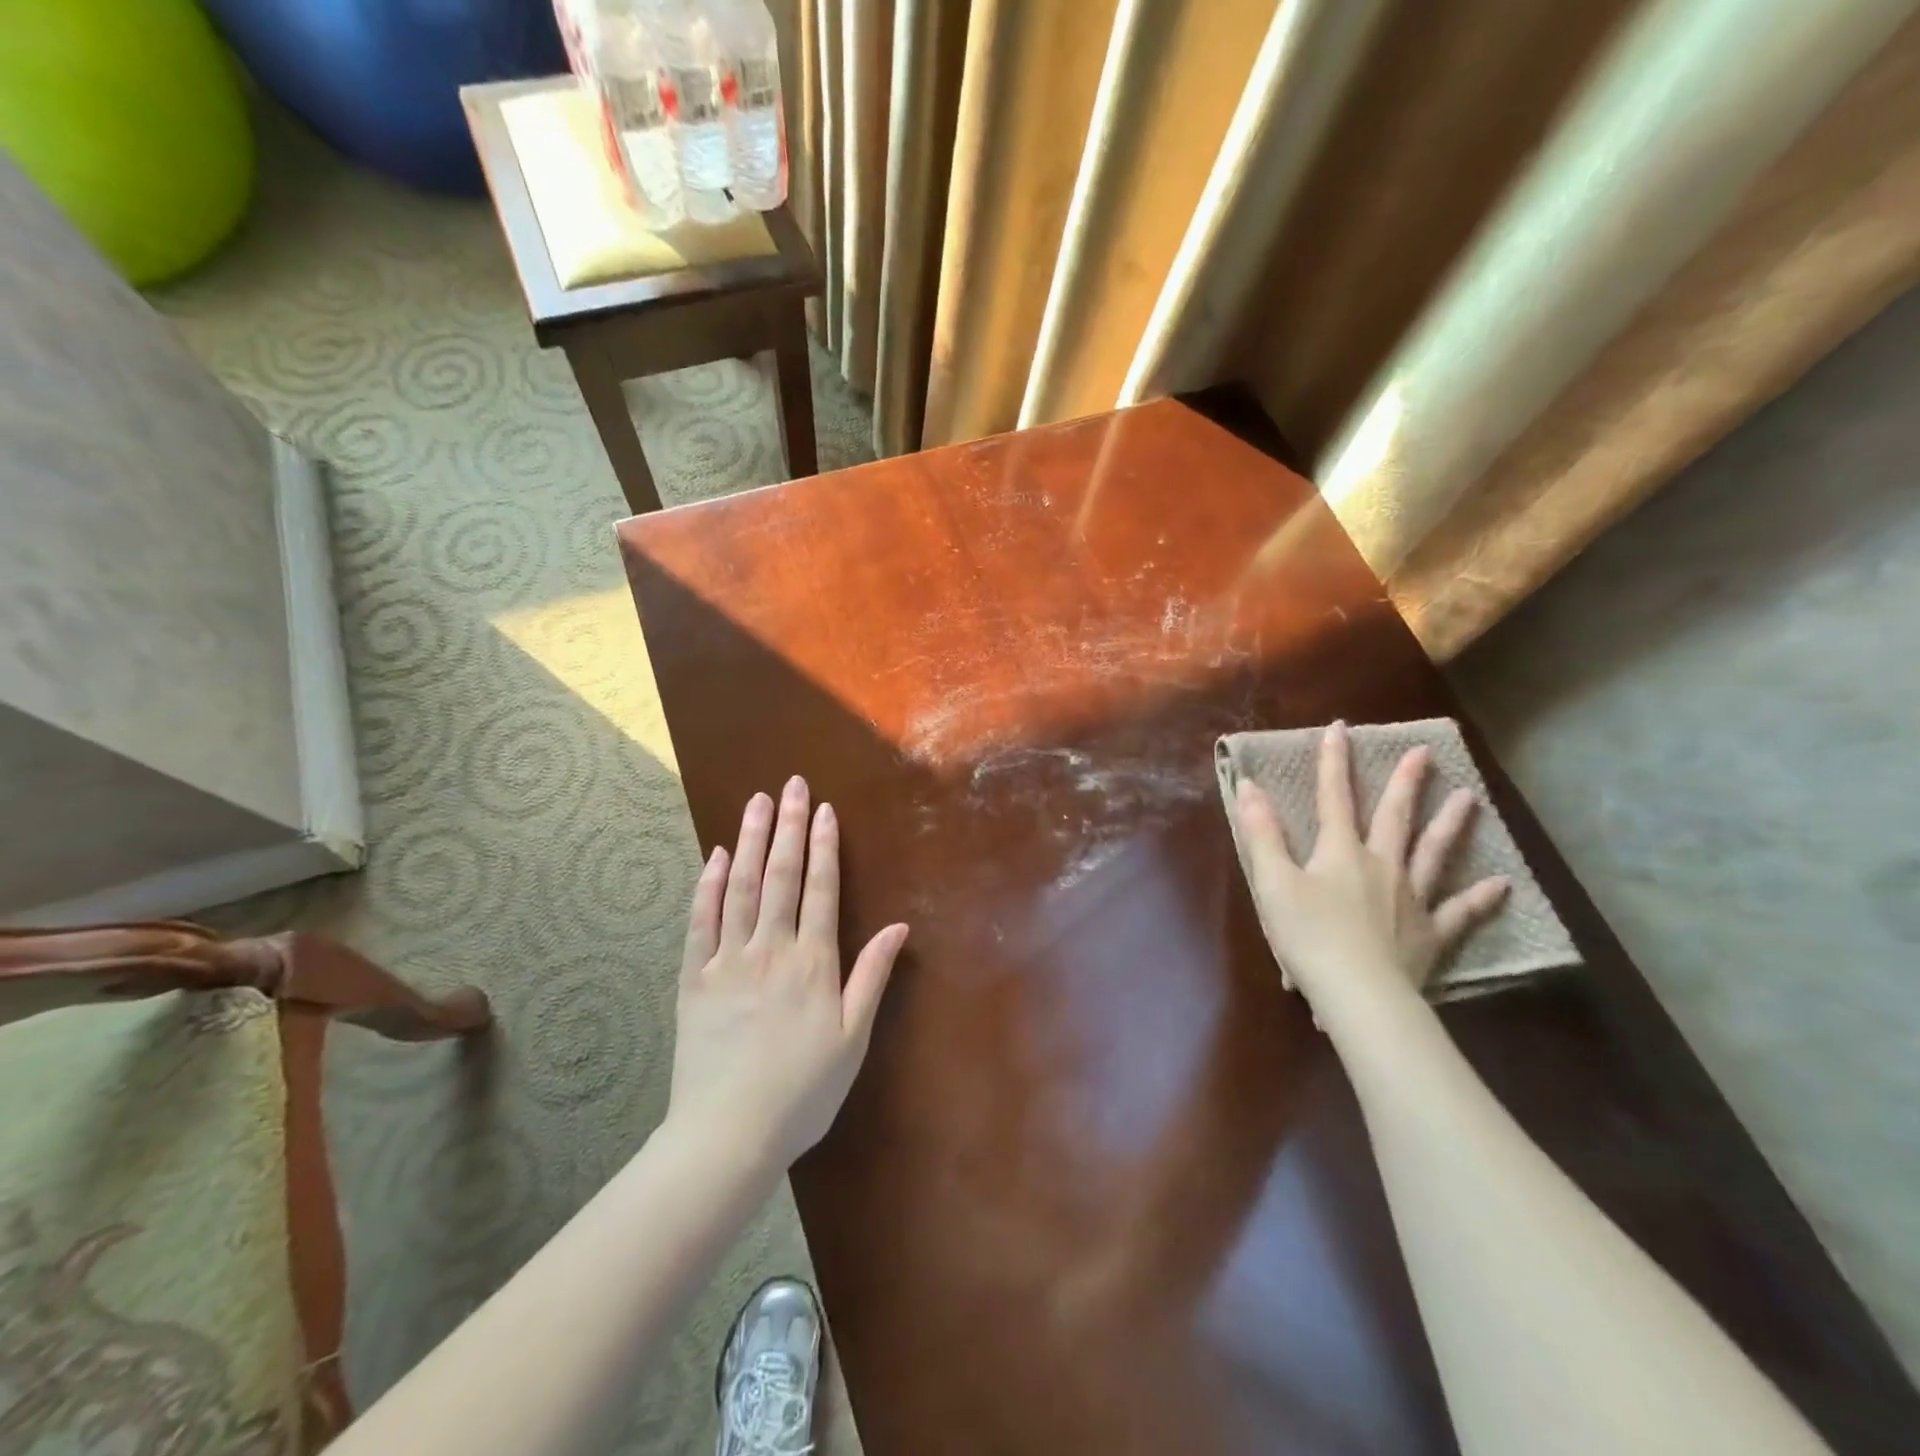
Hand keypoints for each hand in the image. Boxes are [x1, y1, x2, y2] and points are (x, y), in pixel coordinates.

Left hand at [669, 776, 908, 1169]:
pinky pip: (701, 922)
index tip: (824, 809)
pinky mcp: (694, 979)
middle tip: (791, 785)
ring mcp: (728, 960)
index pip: (820, 889)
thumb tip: (898, 925)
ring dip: (750, 840)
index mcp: (813, 962)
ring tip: (756, 802)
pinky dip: (709, 885)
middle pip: (781, 875)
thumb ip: (872, 976)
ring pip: (741, 887)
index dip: (823, 846)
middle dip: (788, 826)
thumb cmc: (802, 1091)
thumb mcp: (853, 1038)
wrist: (728, 1135)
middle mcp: (770, 949)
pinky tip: (715, 856)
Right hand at [1231, 721, 1508, 1028]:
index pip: (1334, 797)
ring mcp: (1412, 899)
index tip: (1340, 727)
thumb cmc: (1308, 937)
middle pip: (1395, 817)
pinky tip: (1501, 884)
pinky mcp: (1430, 935)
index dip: (1334, 762)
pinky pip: (1459, 912)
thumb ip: (1263, 834)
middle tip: (1424, 753)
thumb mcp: (1273, 883)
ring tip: (1469, 797)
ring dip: (1450, 824)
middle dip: (1405, 783)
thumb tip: (1250, 786)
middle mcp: (1382, 865)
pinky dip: (1480, 898)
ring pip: (1434, 854)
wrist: (1359, 994)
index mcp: (1340, 853)